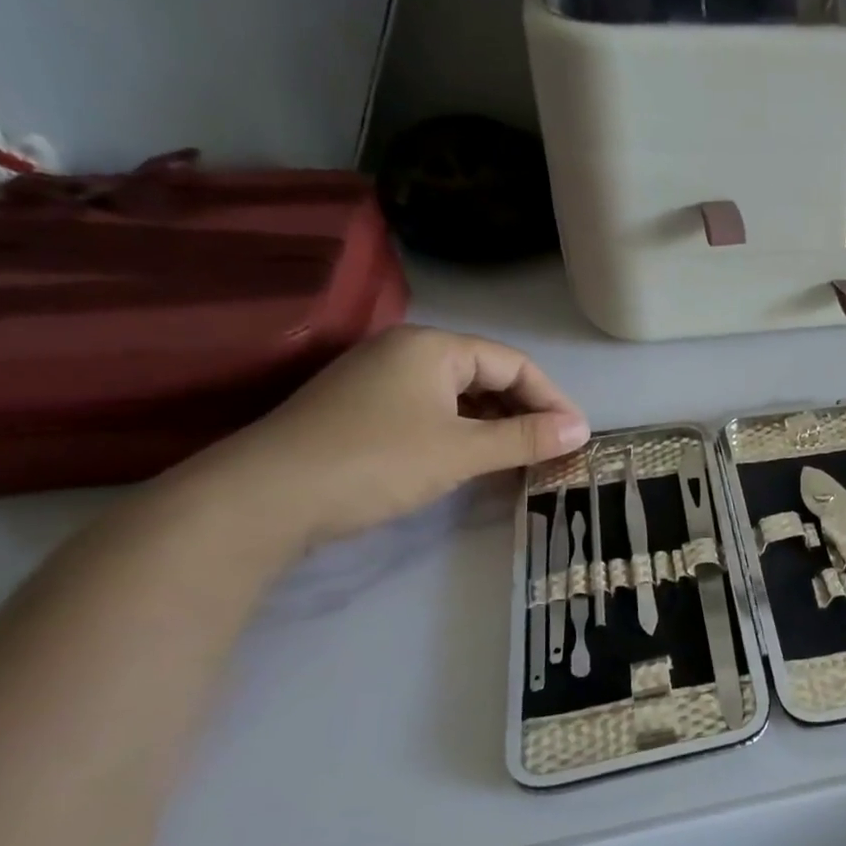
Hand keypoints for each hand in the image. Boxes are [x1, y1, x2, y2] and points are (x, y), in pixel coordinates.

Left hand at [179, 326, 588, 551]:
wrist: (264, 498)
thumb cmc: (376, 462)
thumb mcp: (462, 451)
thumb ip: (526, 438)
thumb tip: (581, 431)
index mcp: (432, 347)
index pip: (513, 363)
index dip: (551, 399)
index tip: (576, 436)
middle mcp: (405, 352)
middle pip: (486, 376)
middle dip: (525, 412)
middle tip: (552, 450)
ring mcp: (378, 380)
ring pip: (458, 396)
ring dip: (495, 425)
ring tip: (522, 458)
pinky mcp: (361, 410)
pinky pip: (431, 412)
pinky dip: (462, 433)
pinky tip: (474, 460)